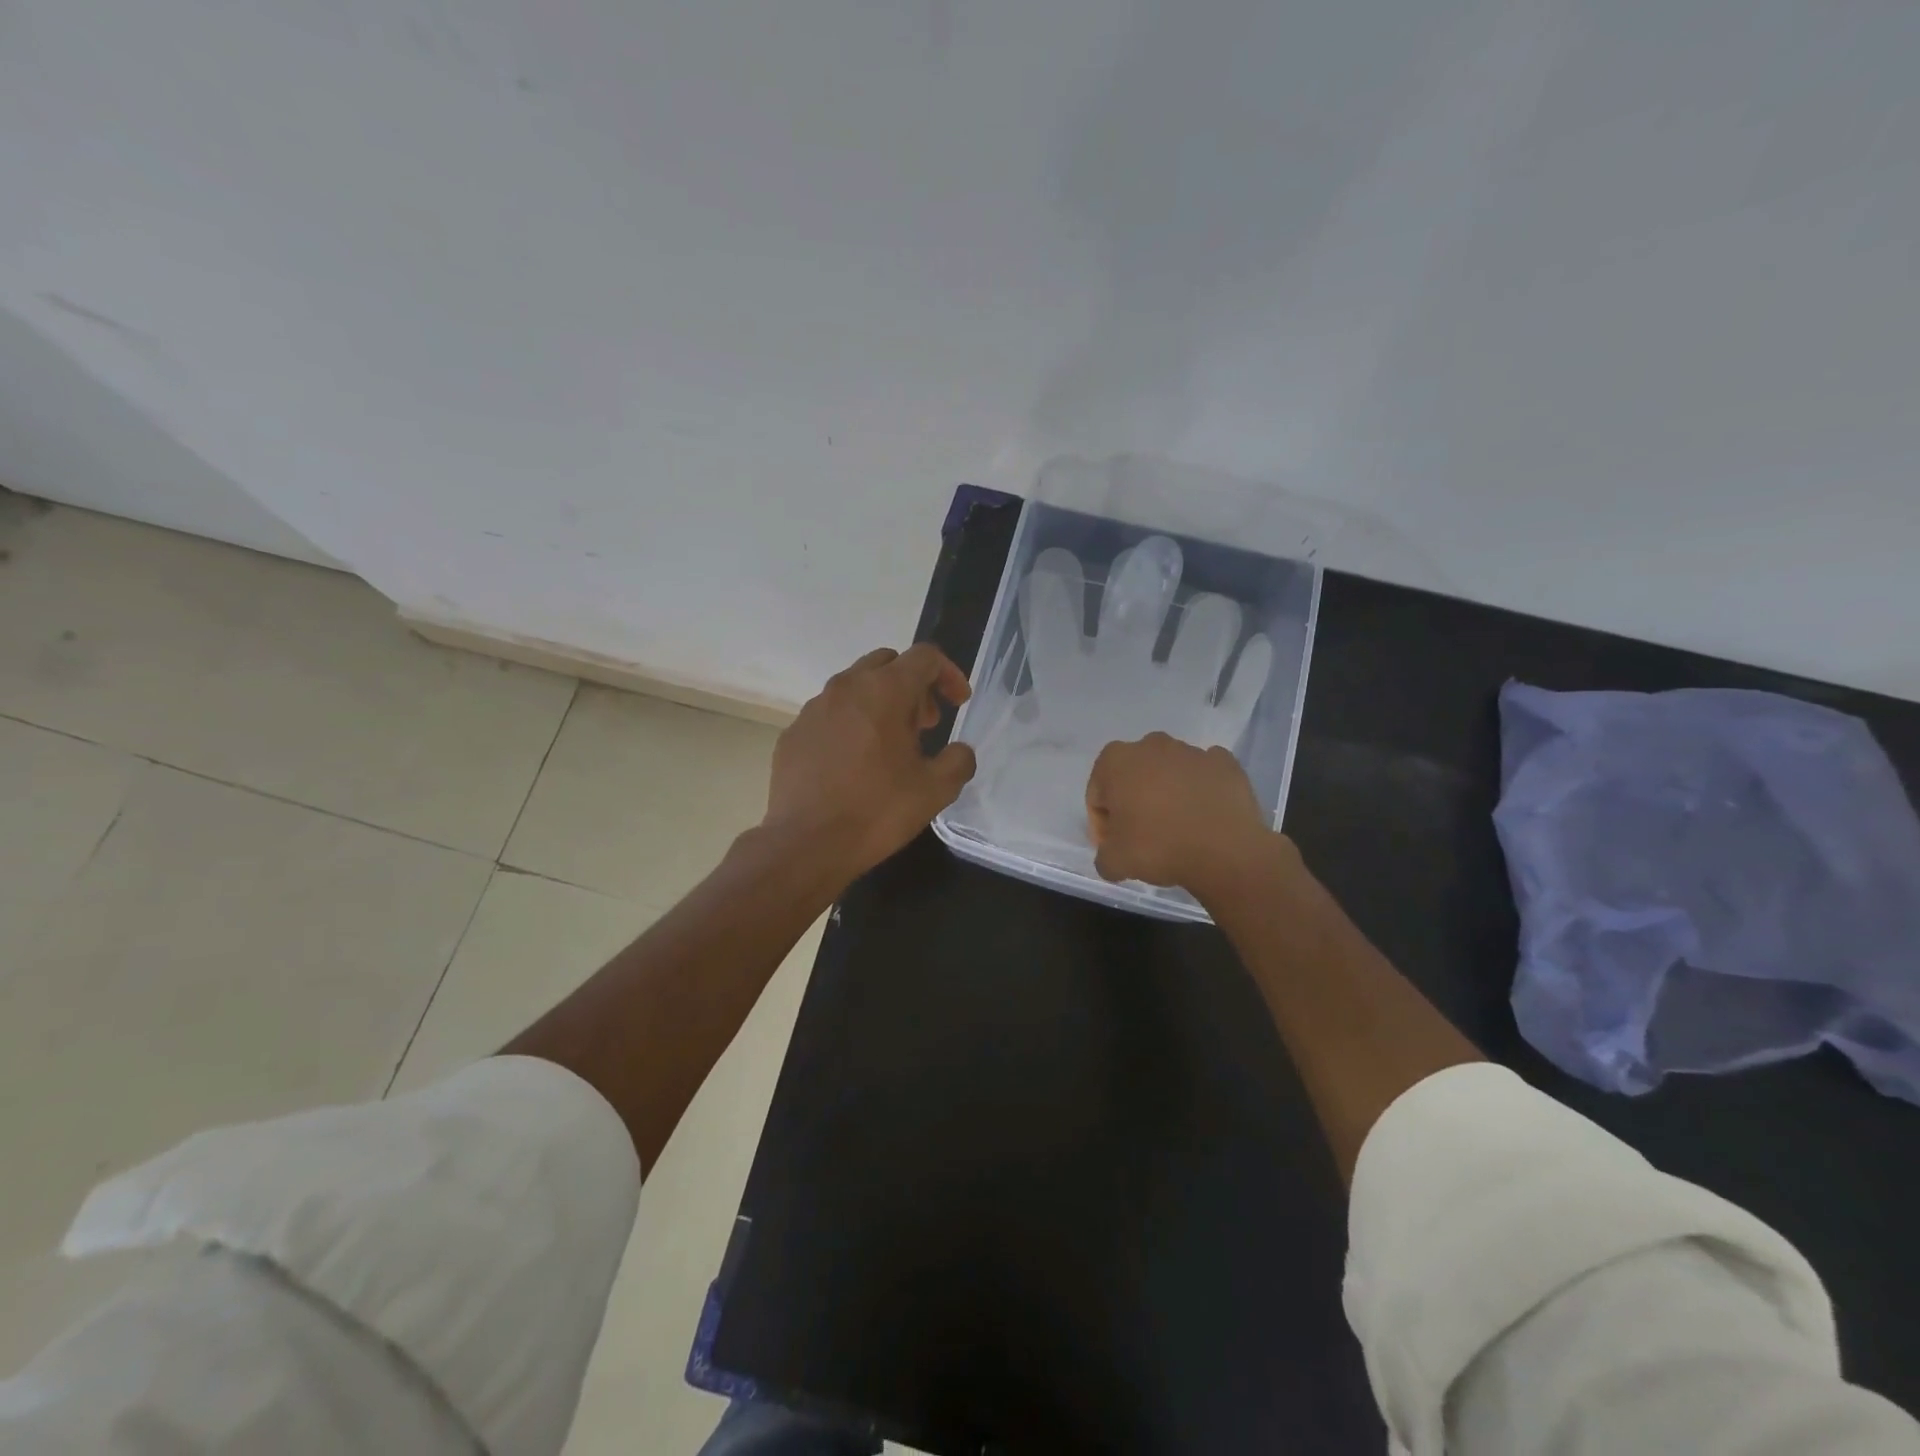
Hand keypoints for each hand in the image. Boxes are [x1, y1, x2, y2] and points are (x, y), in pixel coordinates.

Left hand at [763, 644, 977, 880]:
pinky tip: (854, 763)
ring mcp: (814, 708)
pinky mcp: (793, 732)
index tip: (959, 703)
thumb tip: (960, 751)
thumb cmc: (877, 811)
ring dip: (880, 703)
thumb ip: (958, 760)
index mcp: (885, 691)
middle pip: (887, 663)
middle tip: (925, 724)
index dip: (949, 674)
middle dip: (913, 685)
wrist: (806, 844)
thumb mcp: (936, 790)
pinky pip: (829, 714)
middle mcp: (846, 687)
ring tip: (890, 745)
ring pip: (855, 687)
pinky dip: (850, 724)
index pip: (925, 657)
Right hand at [1085, 732, 1288, 896]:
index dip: (1103, 823)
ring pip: (1169, 773)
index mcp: (1116, 760)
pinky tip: (1203, 816)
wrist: (1226, 851)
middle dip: (1133, 801)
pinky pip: (1203, 775)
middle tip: (1143, 836)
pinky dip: (1200, 791)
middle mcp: (1151, 745)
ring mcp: (1191, 751)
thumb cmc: (1158, 847)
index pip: (1098, 794)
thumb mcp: (1113, 862)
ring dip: (1167, 795)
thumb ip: (1103, 855)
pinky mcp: (1225, 763)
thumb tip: (1112, 855)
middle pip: (1133, 777)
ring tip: (1177, 829)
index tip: (1116, 846)